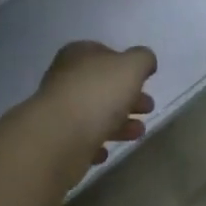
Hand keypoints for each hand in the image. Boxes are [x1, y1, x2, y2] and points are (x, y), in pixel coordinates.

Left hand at [36, 41, 157, 164]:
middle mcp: (65, 78)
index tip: (144, 81)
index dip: (126, 66)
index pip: (104, 53)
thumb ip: (143, 59)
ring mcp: (59, 109)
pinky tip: (107, 151)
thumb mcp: (131, 66)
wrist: (60, 136)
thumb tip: (145, 62)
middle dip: (128, 97)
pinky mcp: (57, 138)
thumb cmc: (98, 93)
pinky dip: (96, 143)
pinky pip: (81, 139)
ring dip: (119, 123)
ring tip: (138, 132)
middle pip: (102, 86)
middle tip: (148, 108)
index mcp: (79, 55)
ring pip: (95, 113)